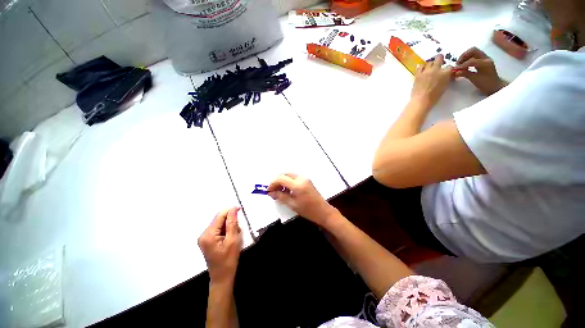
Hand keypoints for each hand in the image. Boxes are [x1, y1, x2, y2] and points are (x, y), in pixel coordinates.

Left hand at [198, 207, 241, 283]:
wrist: (222, 277)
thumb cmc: (229, 260)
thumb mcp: (233, 240)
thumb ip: (232, 223)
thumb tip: (233, 209)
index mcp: (208, 234)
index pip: (220, 216)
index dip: (230, 211)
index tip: (241, 209)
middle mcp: (203, 234)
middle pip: (219, 220)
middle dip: (230, 221)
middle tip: (238, 230)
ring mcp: (204, 238)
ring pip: (220, 224)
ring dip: (229, 227)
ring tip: (234, 236)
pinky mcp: (207, 241)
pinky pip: (218, 230)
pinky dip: (226, 231)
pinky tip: (230, 238)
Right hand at [267, 173, 337, 226]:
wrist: (323, 211)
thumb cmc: (308, 210)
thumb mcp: (292, 204)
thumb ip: (280, 197)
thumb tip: (270, 193)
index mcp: (297, 185)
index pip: (281, 178)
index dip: (272, 183)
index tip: (268, 191)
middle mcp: (301, 178)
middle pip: (285, 174)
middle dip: (277, 181)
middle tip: (273, 190)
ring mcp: (305, 178)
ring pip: (289, 175)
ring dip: (282, 181)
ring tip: (279, 192)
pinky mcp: (307, 180)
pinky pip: (294, 177)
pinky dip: (288, 181)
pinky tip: (287, 190)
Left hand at [411, 54, 452, 108]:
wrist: (421, 100)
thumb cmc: (434, 96)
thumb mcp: (444, 86)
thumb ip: (446, 79)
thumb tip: (446, 75)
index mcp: (445, 74)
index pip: (449, 66)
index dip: (448, 68)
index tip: (446, 70)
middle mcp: (436, 70)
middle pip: (439, 58)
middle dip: (440, 59)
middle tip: (439, 61)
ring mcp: (426, 71)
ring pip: (429, 62)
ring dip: (430, 64)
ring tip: (429, 68)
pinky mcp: (418, 74)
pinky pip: (420, 67)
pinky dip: (421, 67)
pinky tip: (422, 69)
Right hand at [454, 47, 506, 94]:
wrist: (494, 86)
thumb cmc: (486, 84)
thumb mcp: (475, 79)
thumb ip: (465, 74)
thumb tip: (455, 72)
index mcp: (485, 63)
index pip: (471, 61)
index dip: (462, 65)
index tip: (454, 70)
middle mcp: (486, 58)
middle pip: (473, 51)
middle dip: (463, 56)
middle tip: (458, 64)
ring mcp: (485, 58)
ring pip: (473, 52)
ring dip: (465, 57)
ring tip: (460, 65)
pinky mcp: (482, 61)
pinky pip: (474, 56)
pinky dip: (467, 59)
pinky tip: (464, 66)